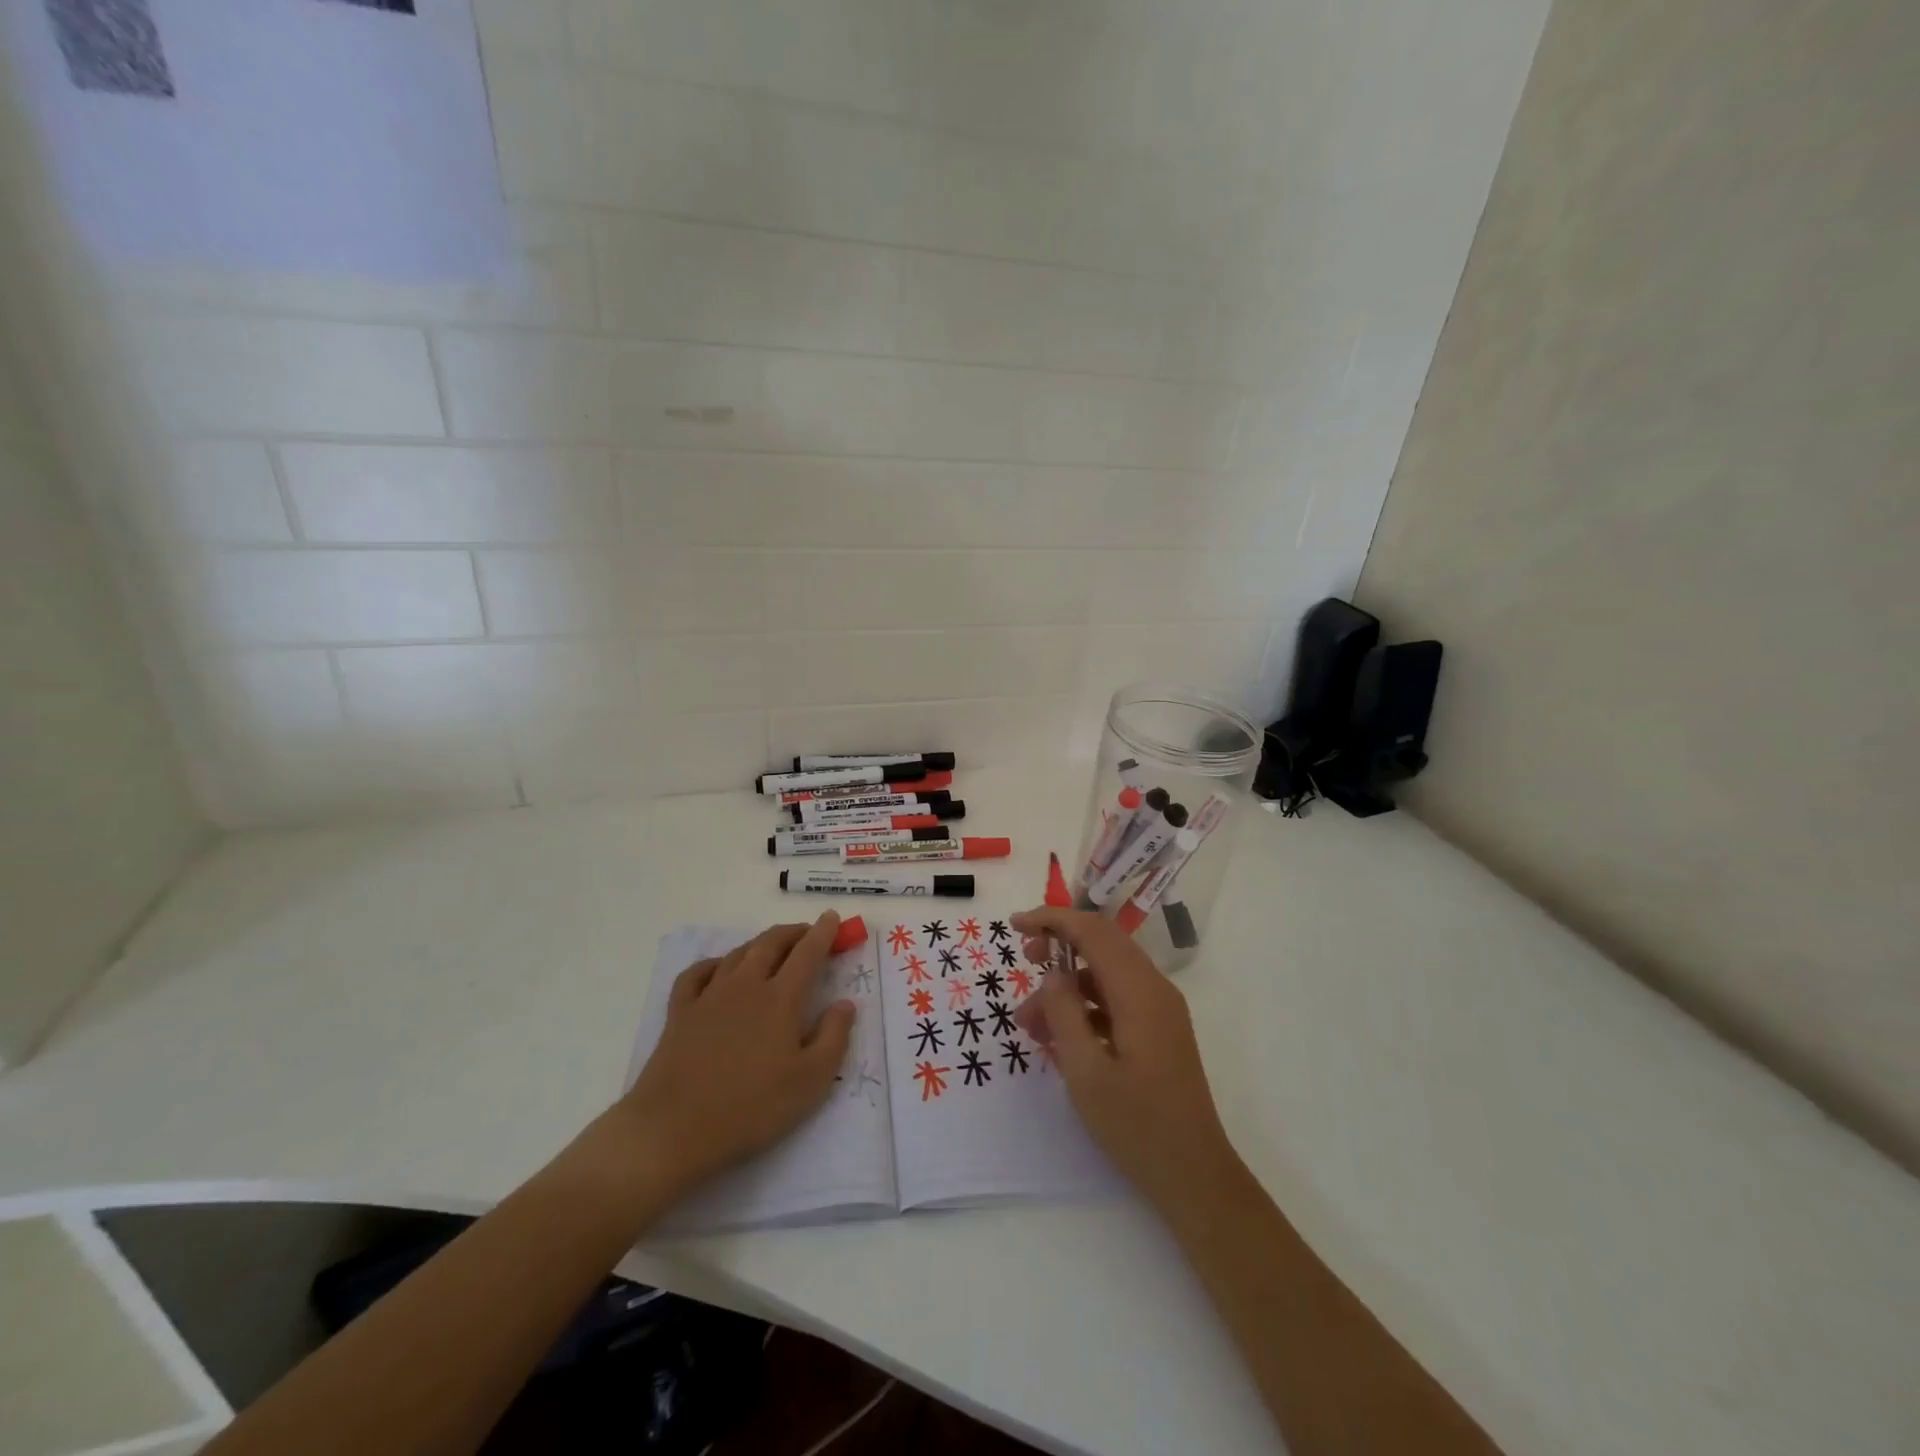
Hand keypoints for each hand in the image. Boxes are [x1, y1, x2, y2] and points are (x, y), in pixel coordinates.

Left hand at [612, 914, 855, 1198]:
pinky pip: (697, 973)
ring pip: (738, 953)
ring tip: (772, 948)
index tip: (833, 917)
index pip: (807, 953)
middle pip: (771, 943)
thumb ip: (834, 1037)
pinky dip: (714, 963)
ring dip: (760, 943)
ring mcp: (709, 996)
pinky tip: (720, 969)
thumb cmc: (751, 1108)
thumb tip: (845, 1003)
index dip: (823, 932)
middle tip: (807, 933)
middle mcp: (746, 985)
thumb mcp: (810, 1081)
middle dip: (793, 932)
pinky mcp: (680, 1013)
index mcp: (781, 998)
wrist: (673, 1130)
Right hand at [1013, 906, 1240, 1212]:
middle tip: (1023, 960)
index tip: (1015, 925)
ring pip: (1106, 972)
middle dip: (1059, 943)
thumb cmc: (1137, 1126)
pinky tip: (1058, 1035)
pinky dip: (1084, 1004)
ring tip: (1029, 1020)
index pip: (1093, 932)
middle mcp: (1154, 989)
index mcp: (1140, 992)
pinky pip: (1116, 997)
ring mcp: (1159, 1009)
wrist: (1195, 1175)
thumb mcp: (1086, 1072)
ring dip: (1067, 983)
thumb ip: (1064, 1014)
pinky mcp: (1158, 1029)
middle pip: (1103, 943)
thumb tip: (1052, 974)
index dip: (1053, 920)